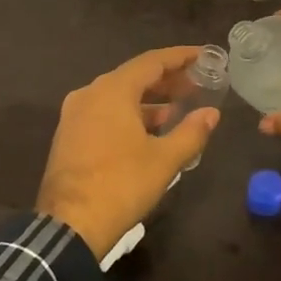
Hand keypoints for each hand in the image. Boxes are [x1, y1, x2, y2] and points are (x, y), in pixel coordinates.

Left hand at [37, 46, 220, 258]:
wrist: (70, 225)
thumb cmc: (121, 185)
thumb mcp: (164, 160)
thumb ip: (191, 132)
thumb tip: (211, 114)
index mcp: (112, 90)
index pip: (152, 61)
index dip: (180, 57)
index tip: (203, 55)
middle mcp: (90, 93)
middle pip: (133, 76)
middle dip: (166, 80)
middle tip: (196, 85)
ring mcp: (75, 114)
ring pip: (118, 96)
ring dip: (149, 100)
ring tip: (178, 109)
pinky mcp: (69, 135)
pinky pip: (105, 112)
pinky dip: (129, 114)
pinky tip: (149, 131)